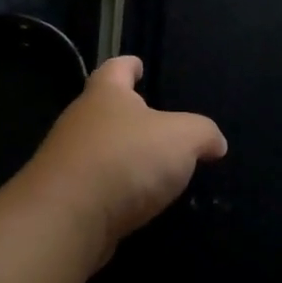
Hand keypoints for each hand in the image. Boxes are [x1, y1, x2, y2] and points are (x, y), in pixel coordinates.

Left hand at [20, 56, 226, 265]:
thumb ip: (202, 134)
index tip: (137, 65)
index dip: (129, 65)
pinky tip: (137, 202)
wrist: (67, 218)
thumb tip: (215, 143)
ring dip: (123, 156)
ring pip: (100, 150)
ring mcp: (68, 161)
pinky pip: (97, 186)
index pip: (116, 69)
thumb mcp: (182, 138)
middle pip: (105, 110)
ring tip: (153, 168)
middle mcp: (81, 122)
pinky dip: (116, 190)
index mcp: (105, 95)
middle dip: (128, 115)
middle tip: (157, 124)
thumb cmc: (126, 159)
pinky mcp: (66, 198)